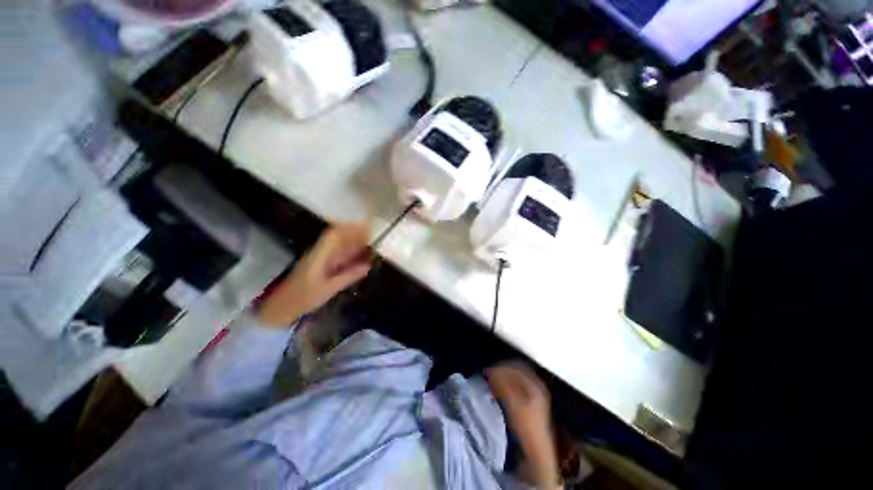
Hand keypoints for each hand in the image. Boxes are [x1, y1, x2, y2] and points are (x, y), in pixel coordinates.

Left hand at [257, 224, 371, 326]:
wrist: (283, 307)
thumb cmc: (304, 297)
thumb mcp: (329, 288)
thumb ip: (349, 276)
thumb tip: (368, 265)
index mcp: (319, 255)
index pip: (335, 235)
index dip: (351, 228)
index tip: (366, 228)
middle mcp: (320, 253)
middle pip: (339, 237)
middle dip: (356, 235)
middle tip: (374, 238)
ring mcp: (321, 258)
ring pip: (340, 246)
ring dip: (355, 243)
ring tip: (371, 246)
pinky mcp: (322, 265)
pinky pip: (339, 254)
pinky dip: (351, 254)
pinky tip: (361, 257)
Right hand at [487, 362, 559, 488]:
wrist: (538, 451)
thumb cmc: (527, 427)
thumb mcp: (514, 404)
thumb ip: (503, 385)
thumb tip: (492, 371)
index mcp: (535, 385)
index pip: (516, 367)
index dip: (502, 367)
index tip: (489, 370)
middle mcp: (537, 386)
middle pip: (517, 371)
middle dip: (502, 371)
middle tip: (489, 374)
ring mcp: (535, 394)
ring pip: (516, 379)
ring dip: (504, 378)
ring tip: (492, 382)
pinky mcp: (531, 402)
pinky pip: (517, 386)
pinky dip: (507, 385)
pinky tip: (499, 391)